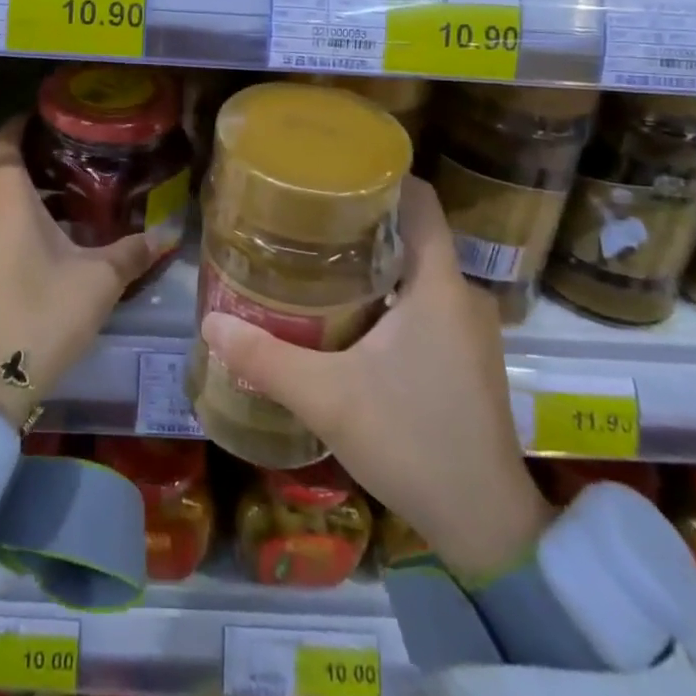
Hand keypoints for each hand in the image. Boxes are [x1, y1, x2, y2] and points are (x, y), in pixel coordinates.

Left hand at [0, 116, 154, 427]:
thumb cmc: (43, 315)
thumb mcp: (99, 281)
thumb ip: (133, 251)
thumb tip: (169, 232)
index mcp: (5, 193)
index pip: (4, 140)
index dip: (18, 125)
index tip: (40, 122)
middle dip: (11, 160)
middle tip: (49, 167)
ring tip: (39, 210)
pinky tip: (14, 252)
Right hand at [200, 175, 552, 583]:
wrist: (486, 526)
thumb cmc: (413, 443)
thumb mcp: (328, 398)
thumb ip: (265, 359)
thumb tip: (208, 321)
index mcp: (439, 286)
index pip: (421, 202)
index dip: (381, 176)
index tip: (332, 169)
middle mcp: (462, 296)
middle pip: (412, 232)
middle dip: (361, 217)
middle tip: (303, 212)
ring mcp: (468, 328)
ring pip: (417, 268)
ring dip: (372, 257)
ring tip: (314, 252)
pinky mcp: (465, 355)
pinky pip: (424, 299)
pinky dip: (387, 290)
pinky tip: (346, 306)